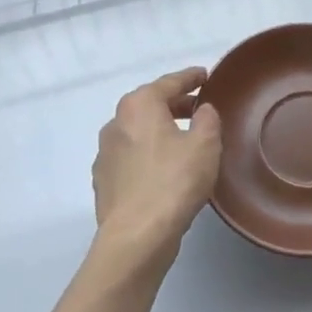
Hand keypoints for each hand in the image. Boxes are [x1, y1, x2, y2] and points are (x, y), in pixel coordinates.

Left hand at [91, 67, 222, 272]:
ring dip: (160, 131)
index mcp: (139, 105)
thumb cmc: (174, 181)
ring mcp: (105, 153)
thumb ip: (207, 119)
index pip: (169, 82)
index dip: (190, 78)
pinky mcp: (103, 180)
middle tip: (200, 109)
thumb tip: (202, 110)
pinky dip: (148, 154)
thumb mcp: (205, 144)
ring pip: (139, 132)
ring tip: (185, 140)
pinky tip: (164, 169)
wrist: (136, 236)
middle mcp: (116, 122)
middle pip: (150, 105)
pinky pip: (131, 157)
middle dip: (175, 104)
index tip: (206, 75)